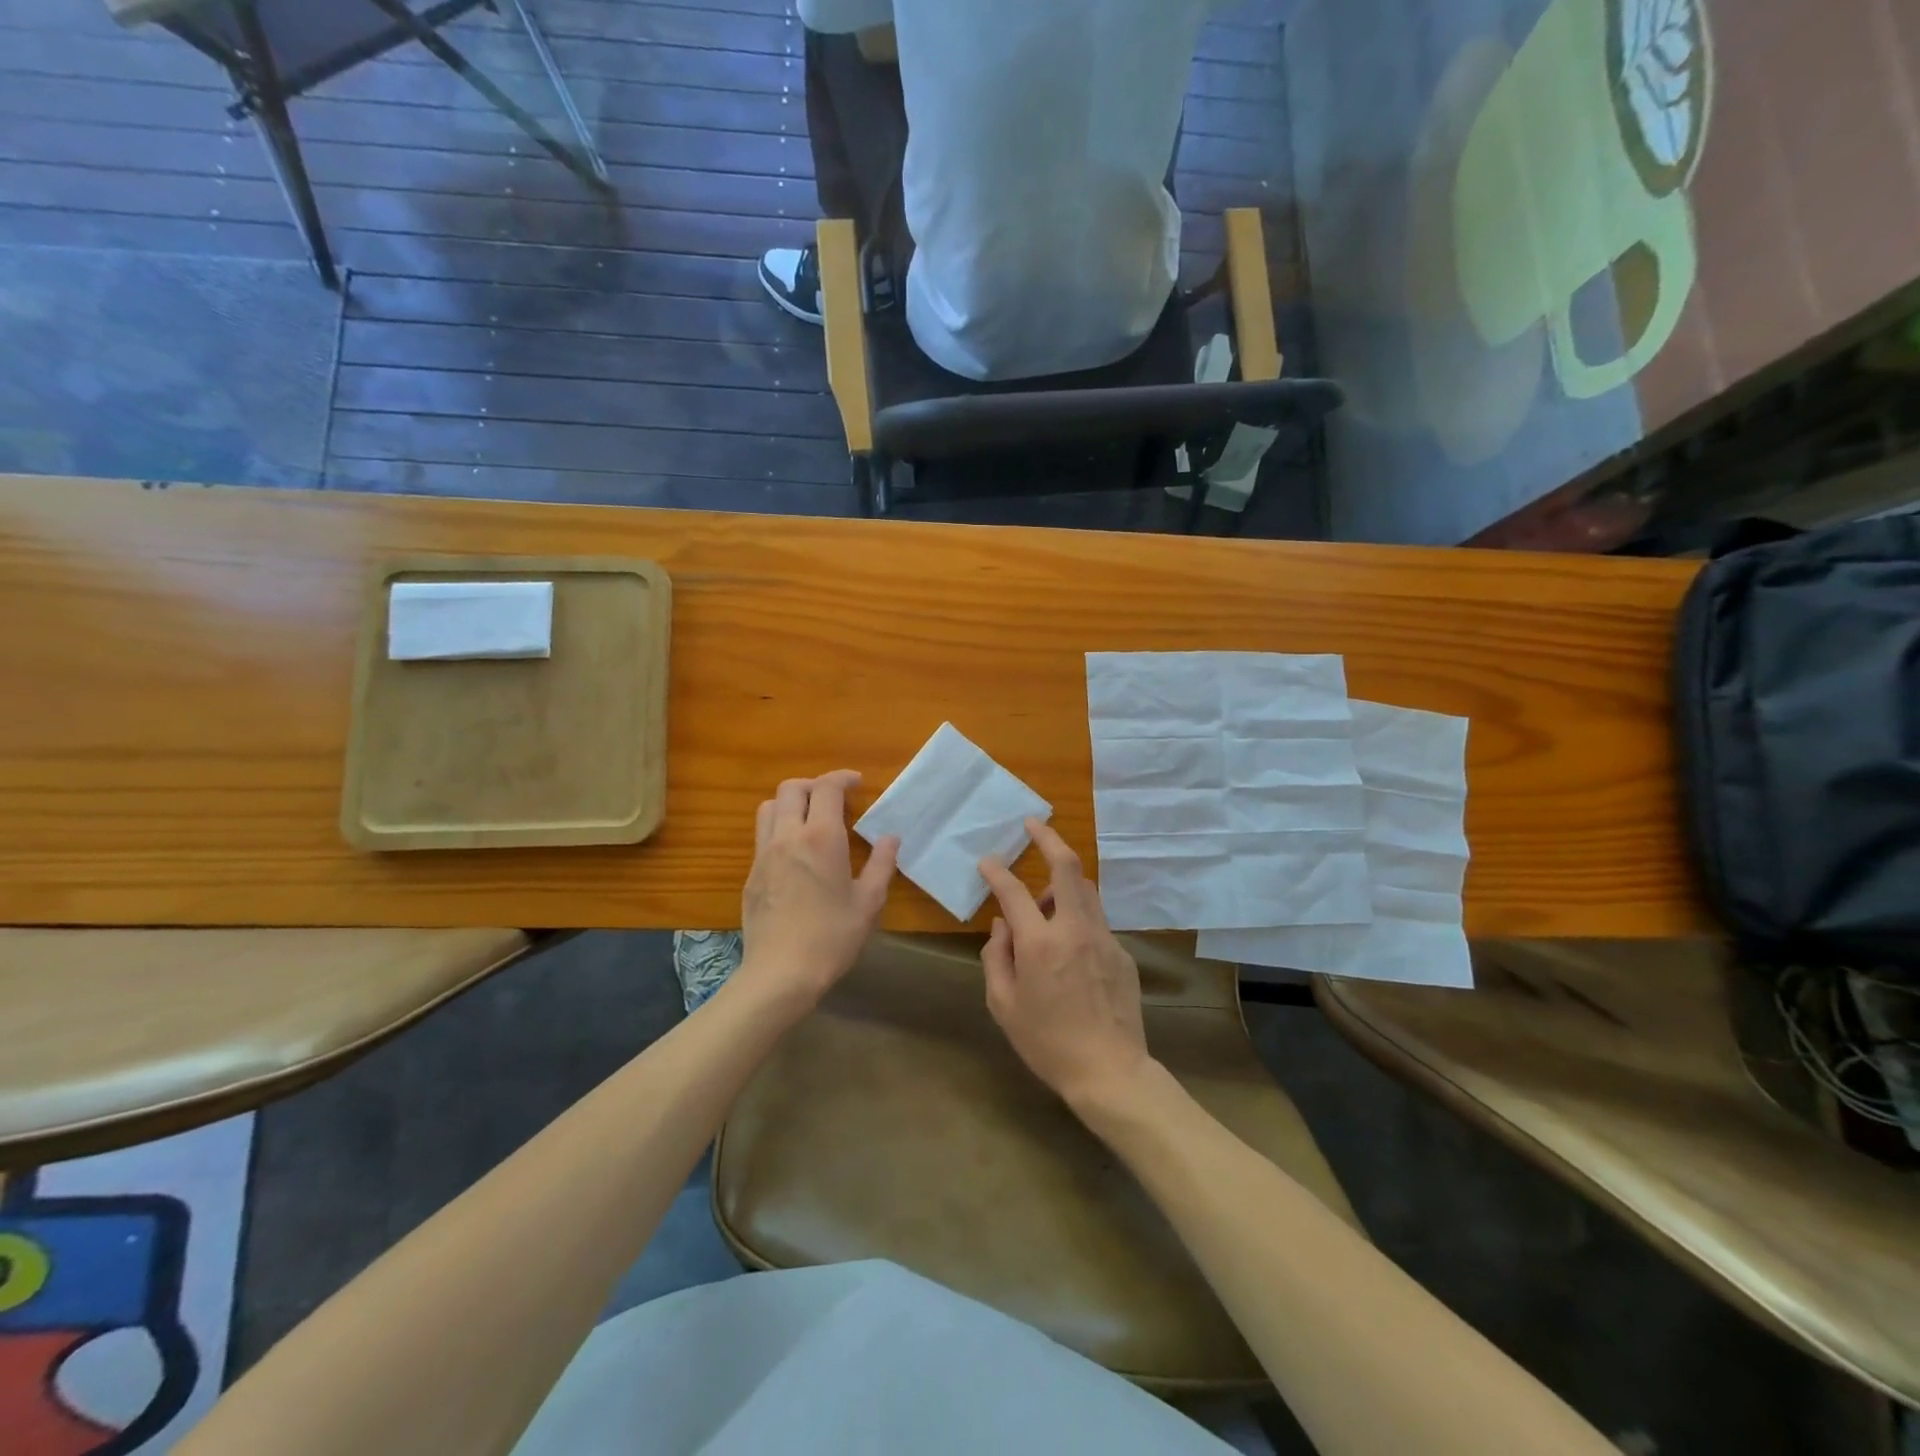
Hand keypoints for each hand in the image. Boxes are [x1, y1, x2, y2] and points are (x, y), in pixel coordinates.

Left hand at [739, 771, 897, 1008]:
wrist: (780, 973)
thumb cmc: (832, 937)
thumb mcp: (868, 902)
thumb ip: (881, 864)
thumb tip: (891, 838)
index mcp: (820, 837)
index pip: (826, 788)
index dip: (842, 778)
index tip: (857, 783)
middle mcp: (787, 836)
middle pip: (791, 788)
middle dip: (814, 785)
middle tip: (834, 799)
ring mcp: (763, 854)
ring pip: (768, 808)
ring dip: (790, 803)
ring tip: (810, 819)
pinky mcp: (750, 874)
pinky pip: (761, 836)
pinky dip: (778, 829)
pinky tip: (795, 854)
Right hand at [977, 820, 1152, 1109]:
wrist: (1110, 1071)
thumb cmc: (1047, 1043)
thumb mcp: (1004, 1005)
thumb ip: (997, 957)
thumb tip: (1002, 925)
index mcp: (1039, 944)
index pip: (1013, 891)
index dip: (997, 871)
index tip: (987, 861)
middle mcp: (1074, 929)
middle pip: (1066, 866)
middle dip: (1048, 838)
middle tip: (1033, 824)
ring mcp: (1103, 938)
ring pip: (1085, 888)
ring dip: (1061, 882)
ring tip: (1043, 903)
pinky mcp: (1122, 952)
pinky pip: (1096, 918)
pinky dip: (1077, 914)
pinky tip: (1068, 945)